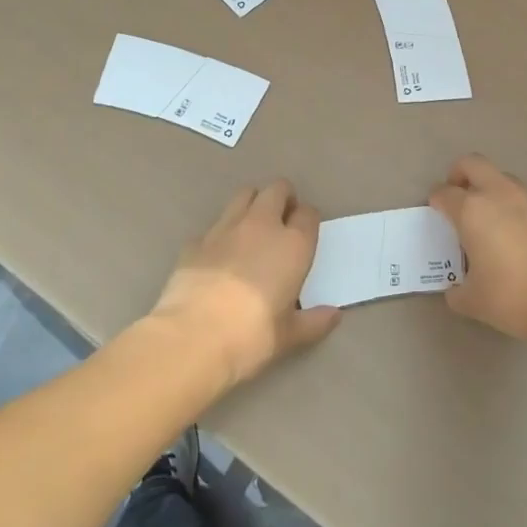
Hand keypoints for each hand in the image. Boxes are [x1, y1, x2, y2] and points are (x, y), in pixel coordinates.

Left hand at [148, 180, 341, 389]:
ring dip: (252, 203)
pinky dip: (220, 234)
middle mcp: (261, 225)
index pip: (308, 214)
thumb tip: (333, 316)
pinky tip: (218, 256)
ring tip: (252, 228)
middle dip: (283, 198)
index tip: (305, 234)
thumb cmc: (252, 335)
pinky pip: (214, 226)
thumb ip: (313, 322)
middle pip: (277, 189)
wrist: (193, 337)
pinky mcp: (195, 240)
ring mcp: (225, 228)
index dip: (308, 221)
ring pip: (244, 194)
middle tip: (282, 220)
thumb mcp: (289, 335)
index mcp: (292, 244)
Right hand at [430, 155, 526, 346]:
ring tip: (493, 220)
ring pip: (505, 179)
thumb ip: (458, 290)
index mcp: (473, 210)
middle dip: (460, 174)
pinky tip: (524, 239)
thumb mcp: (473, 301)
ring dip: (493, 190)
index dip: (436, 200)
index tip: (436, 211)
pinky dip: (520, 211)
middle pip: (473, 164)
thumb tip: (457, 289)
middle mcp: (500, 194)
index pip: (444, 193)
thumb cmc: (513, 297)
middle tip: (459, 196)